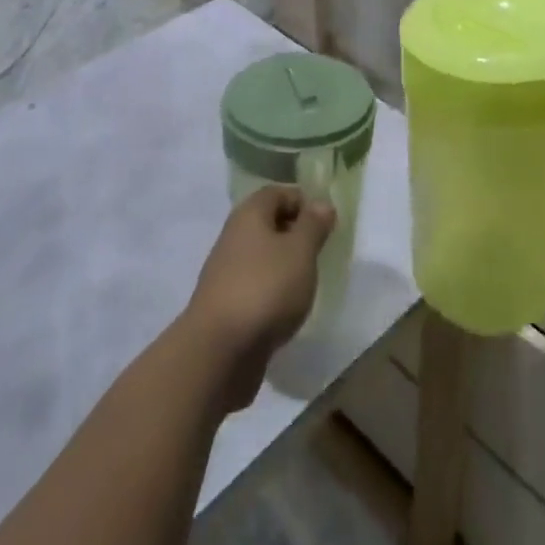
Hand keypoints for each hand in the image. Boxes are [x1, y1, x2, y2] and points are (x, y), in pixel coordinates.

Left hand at [181, 186, 334, 410]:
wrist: (218, 352)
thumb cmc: (265, 288)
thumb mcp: (300, 251)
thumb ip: (313, 225)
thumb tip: (322, 204)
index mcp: (249, 215)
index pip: (278, 192)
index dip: (303, 201)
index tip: (326, 222)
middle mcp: (234, 237)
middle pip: (269, 223)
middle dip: (296, 233)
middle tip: (321, 251)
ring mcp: (227, 272)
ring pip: (263, 256)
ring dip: (285, 264)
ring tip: (309, 281)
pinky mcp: (227, 305)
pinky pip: (256, 285)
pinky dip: (273, 290)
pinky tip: (288, 308)